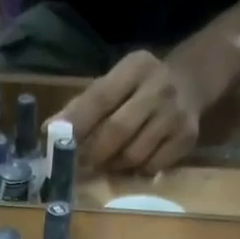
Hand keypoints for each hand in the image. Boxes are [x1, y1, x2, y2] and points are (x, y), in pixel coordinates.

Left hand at [58, 50, 203, 173]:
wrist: (191, 82)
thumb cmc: (138, 88)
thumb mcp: (113, 84)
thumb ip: (82, 106)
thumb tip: (48, 132)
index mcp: (135, 67)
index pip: (100, 98)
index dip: (76, 123)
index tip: (56, 143)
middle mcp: (159, 87)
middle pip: (117, 131)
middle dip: (94, 152)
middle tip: (82, 163)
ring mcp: (176, 114)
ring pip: (134, 155)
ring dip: (114, 165)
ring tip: (108, 161)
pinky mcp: (187, 137)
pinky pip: (152, 166)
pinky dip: (137, 171)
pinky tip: (134, 161)